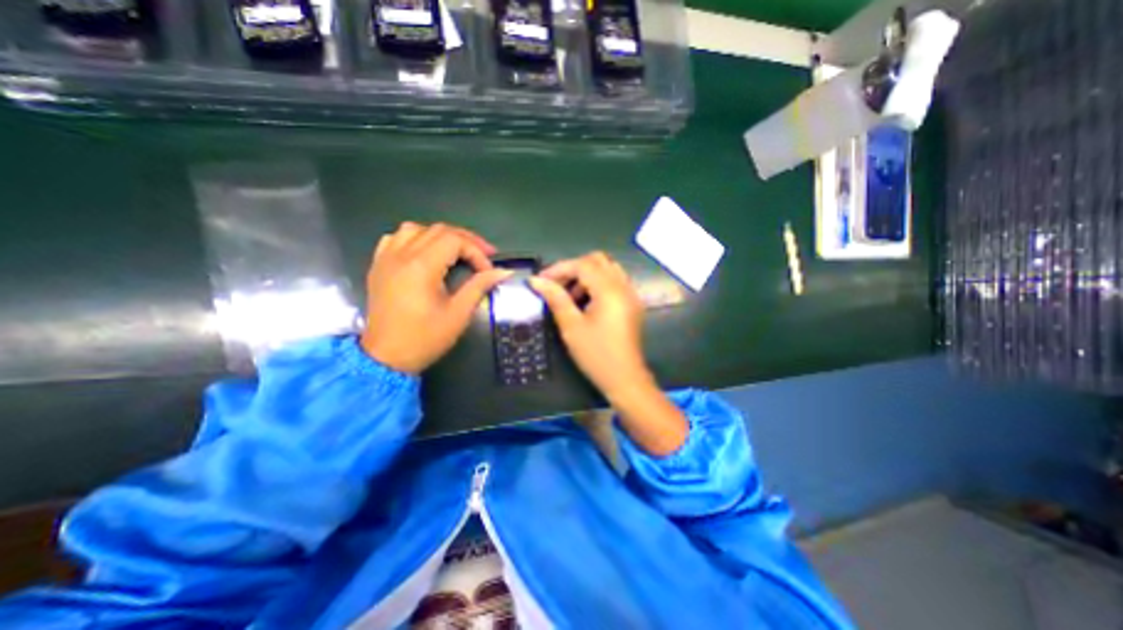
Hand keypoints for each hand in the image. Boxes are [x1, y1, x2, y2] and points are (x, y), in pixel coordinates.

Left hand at [362, 223, 512, 373]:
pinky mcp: (378, 266)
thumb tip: (504, 272)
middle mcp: (401, 255)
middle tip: (483, 256)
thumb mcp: (458, 314)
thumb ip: (479, 286)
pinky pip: (395, 238)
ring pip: (415, 229)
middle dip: (465, 240)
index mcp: (421, 267)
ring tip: (455, 252)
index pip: (455, 241)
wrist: (386, 357)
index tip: (487, 272)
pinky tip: (424, 252)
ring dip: (440, 236)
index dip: (477, 252)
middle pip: (438, 230)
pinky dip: (414, 239)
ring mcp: (386, 259)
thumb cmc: (425, 338)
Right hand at [527, 253, 650, 401]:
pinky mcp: (632, 303)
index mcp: (610, 290)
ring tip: (570, 296)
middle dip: (574, 269)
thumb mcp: (571, 327)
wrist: (625, 379)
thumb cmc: (596, 355)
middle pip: (597, 261)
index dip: (559, 269)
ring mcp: (631, 294)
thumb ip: (555, 299)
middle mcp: (624, 286)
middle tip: (556, 286)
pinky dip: (598, 283)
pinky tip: (586, 302)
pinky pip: (615, 281)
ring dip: (586, 276)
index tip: (541, 281)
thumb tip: (536, 281)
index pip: (583, 265)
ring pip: (607, 269)